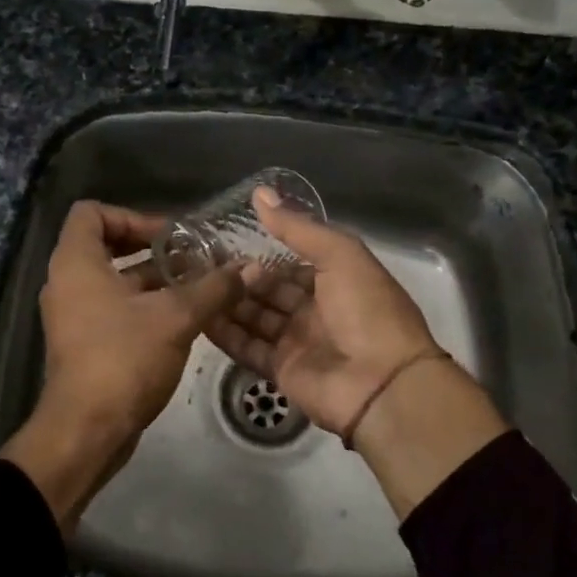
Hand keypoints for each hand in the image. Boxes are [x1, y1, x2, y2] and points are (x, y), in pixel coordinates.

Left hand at [0, 200, 242, 531]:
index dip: (132, 216)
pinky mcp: (84, 343)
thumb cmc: (124, 359)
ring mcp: (74, 315)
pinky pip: (113, 308)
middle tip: (191, 258)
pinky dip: (144, 306)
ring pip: (114, 280)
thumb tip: (250, 267)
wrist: (86, 431)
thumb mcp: (176, 317)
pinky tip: (184, 319)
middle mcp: (68, 282)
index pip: (91, 212)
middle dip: (152, 250)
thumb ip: (213, 288)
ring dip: (154, 280)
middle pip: (107, 245)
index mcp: (76, 263)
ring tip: (198, 287)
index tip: (169, 236)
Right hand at [206, 188, 439, 437]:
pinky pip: (248, 348)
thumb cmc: (367, 310)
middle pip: (270, 291)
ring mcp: (297, 342)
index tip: (225, 243)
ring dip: (229, 303)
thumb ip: (298, 227)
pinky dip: (225, 334)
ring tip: (193, 285)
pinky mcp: (281, 370)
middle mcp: (316, 310)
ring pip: (255, 318)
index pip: (291, 264)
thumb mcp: (339, 255)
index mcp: (336, 281)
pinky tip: (198, 316)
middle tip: (201, 264)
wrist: (383, 384)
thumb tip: (260, 192)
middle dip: (241, 278)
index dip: (262, 255)